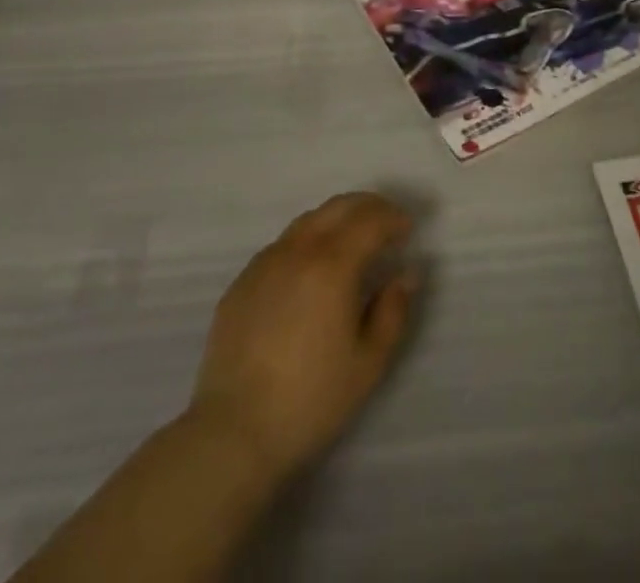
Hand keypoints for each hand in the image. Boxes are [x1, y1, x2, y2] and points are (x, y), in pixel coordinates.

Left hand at [190, 192, 417, 481]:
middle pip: (338, 207)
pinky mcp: (241, 282)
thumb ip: (393, 311)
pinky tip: (310, 272)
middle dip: (368, 207)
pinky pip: (282, 246)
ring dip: (336, 220)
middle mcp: (297, 250)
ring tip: (351, 243)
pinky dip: (306, 243)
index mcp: (332, 264)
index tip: (407, 230)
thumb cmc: (310, 399)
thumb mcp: (369, 362)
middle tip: (385, 223)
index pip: (370, 220)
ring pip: (308, 221)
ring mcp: (264, 263)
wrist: (233, 432)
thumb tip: (405, 274)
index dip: (393, 218)